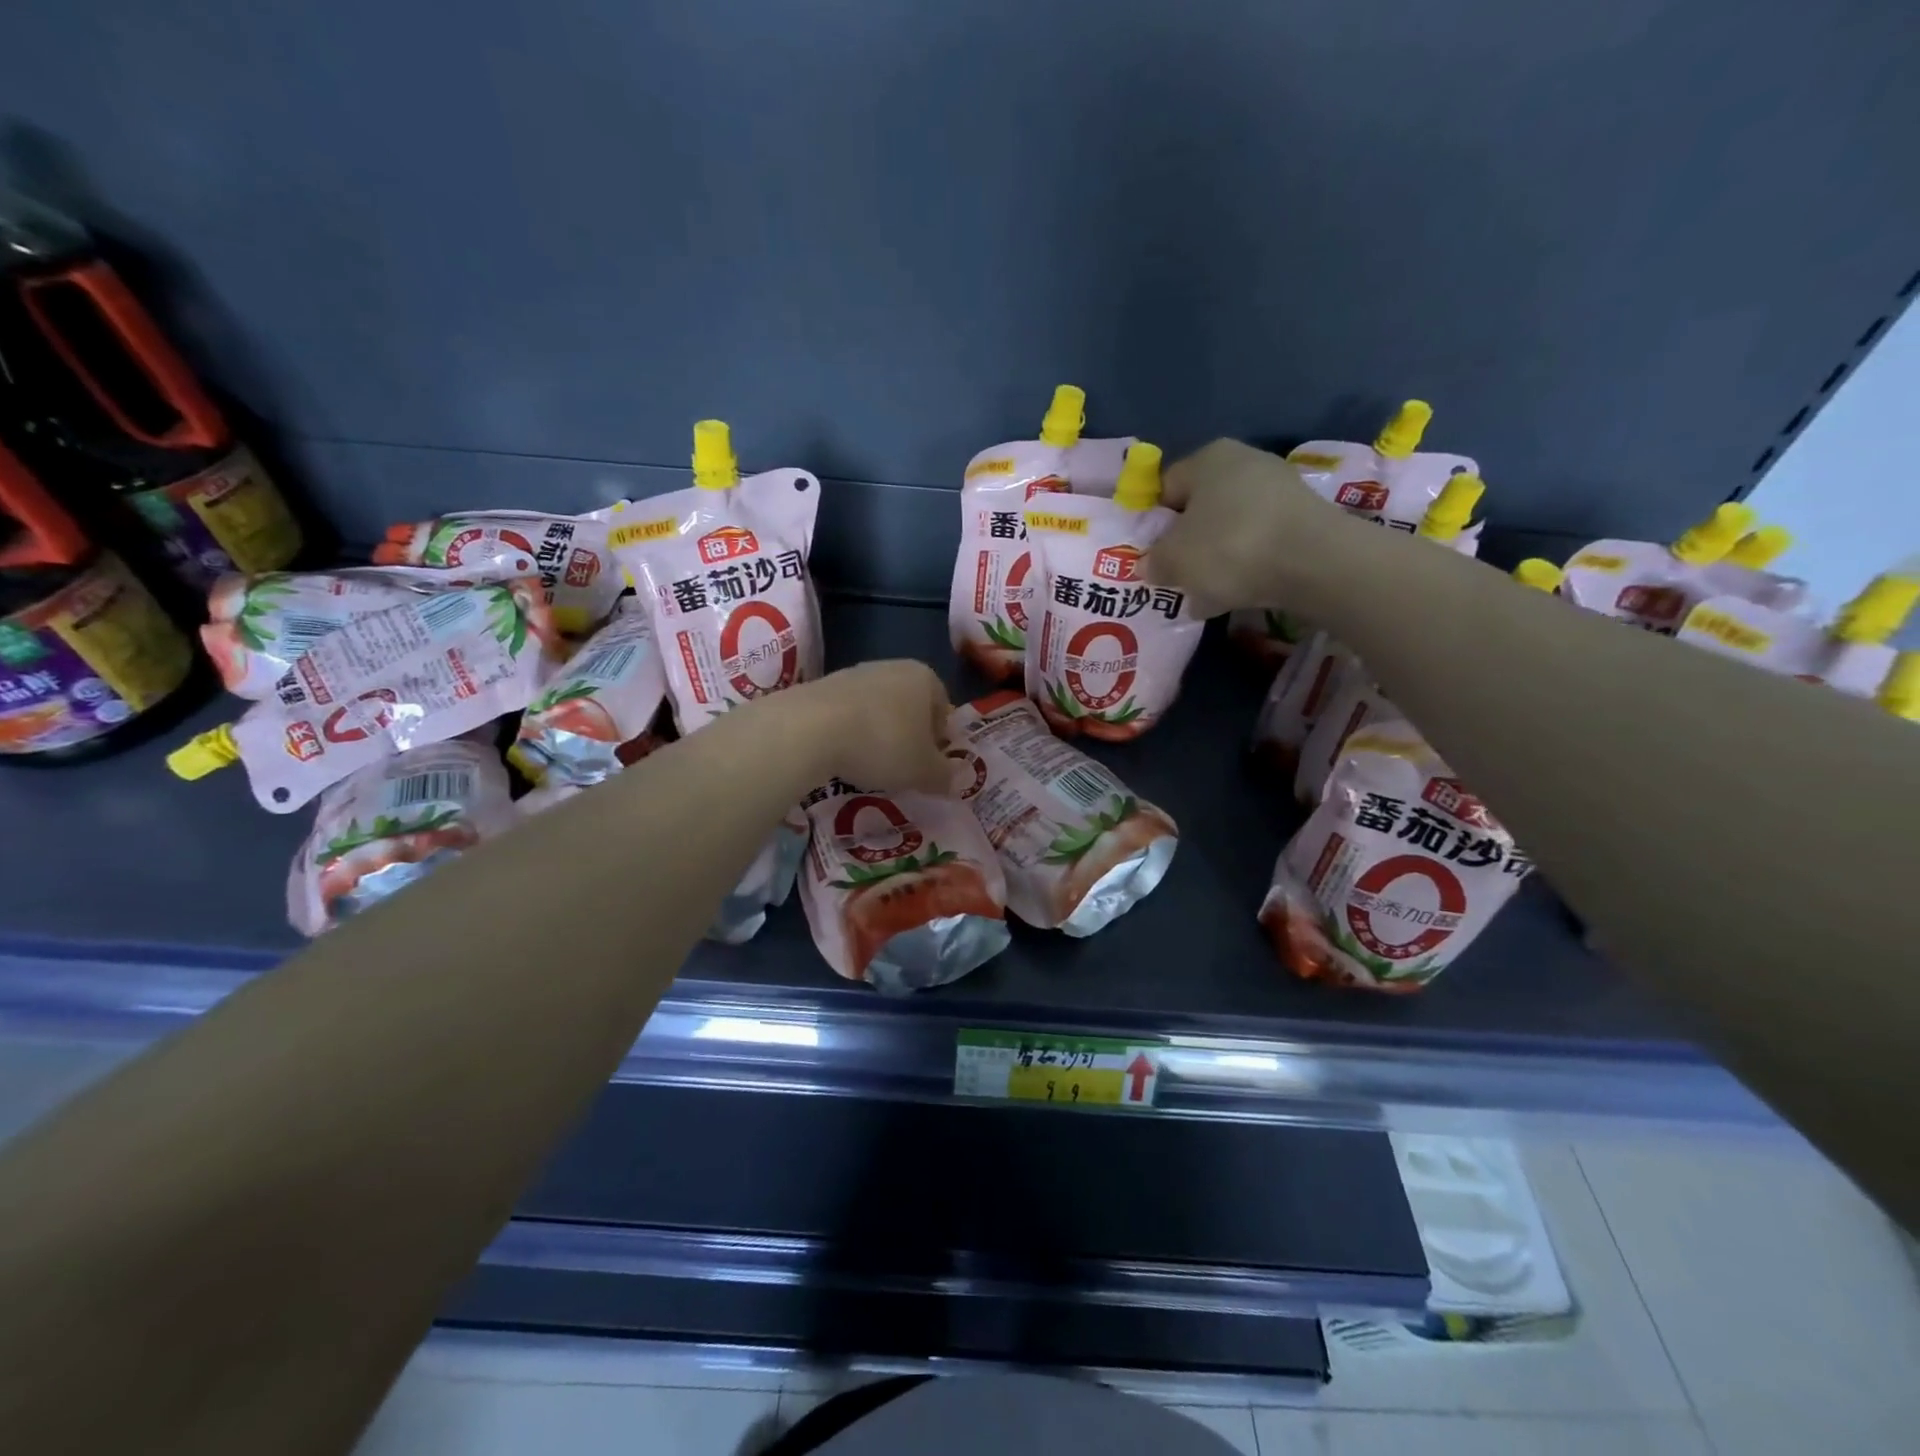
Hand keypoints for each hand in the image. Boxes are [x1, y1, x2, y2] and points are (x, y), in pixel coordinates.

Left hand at [789, 660, 953, 794]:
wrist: (811, 728)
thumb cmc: (883, 744)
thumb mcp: (923, 770)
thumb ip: (944, 776)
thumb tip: (953, 781)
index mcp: (924, 677)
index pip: (943, 707)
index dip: (940, 739)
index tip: (930, 764)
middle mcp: (892, 667)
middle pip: (909, 705)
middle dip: (908, 735)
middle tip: (902, 768)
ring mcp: (854, 673)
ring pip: (877, 708)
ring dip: (877, 734)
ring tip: (869, 766)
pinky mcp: (822, 686)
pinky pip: (846, 713)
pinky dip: (849, 732)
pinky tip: (842, 756)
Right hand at [1145, 439, 1355, 617]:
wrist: (1314, 562)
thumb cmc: (1229, 547)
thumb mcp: (1173, 560)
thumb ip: (1154, 562)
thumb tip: (1152, 565)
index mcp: (1208, 458)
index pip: (1165, 487)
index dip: (1153, 523)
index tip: (1151, 555)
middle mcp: (1245, 463)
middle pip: (1200, 509)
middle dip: (1186, 545)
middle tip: (1177, 577)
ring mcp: (1279, 490)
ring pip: (1229, 529)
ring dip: (1214, 560)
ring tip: (1204, 596)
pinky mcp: (1302, 519)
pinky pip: (1259, 543)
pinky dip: (1245, 566)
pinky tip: (1236, 595)